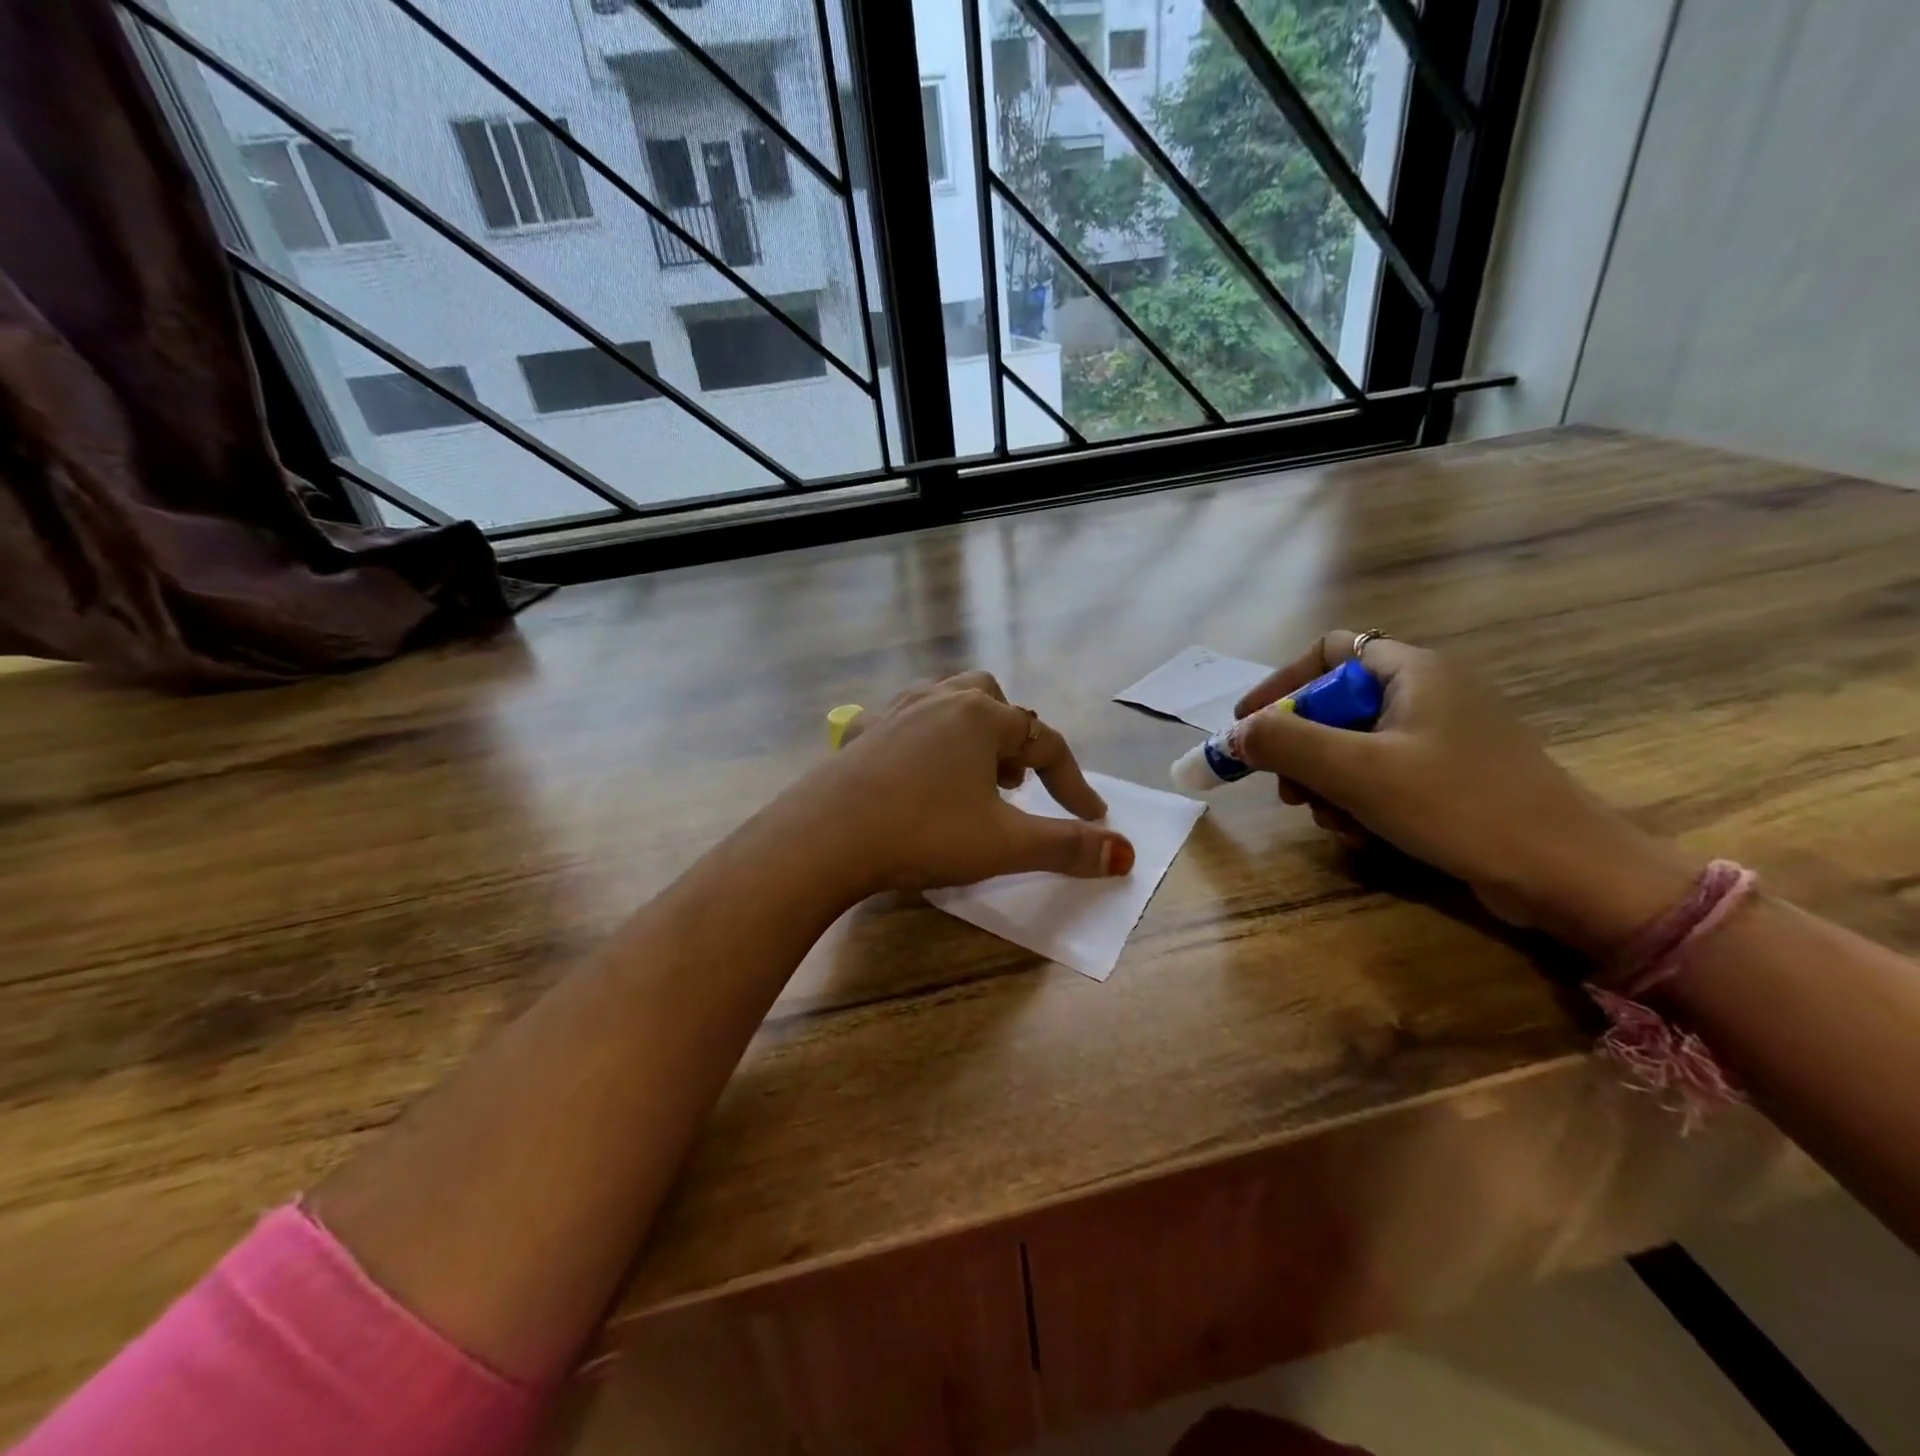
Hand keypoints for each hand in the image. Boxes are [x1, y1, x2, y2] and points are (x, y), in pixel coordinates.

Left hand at [793, 672, 1134, 894]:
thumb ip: (1067, 847)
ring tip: (973, 776)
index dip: (1073, 783)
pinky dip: (925, 739)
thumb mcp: (1005, 844)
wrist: (826, 837)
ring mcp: (897, 712)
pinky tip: (918, 772)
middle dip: (1015, 742)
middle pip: (995, 702)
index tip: (1092, 819)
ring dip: (972, 734)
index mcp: (982, 717)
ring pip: (949, 701)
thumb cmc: (924, 833)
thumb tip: (1125, 854)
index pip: (1046, 744)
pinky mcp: (864, 734)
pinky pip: (905, 720)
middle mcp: (941, 700)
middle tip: (1014, 785)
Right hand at [1231, 631, 1697, 952]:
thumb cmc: (1458, 804)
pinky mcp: (1454, 777)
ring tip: (1330, 821)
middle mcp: (1428, 693)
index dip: (1280, 684)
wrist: (1567, 873)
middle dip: (1301, 749)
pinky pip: (1384, 776)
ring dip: (1327, 784)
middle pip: (1335, 705)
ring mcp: (1444, 738)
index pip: (1327, 651)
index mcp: (1412, 672)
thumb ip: (1285, 743)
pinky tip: (1361, 835)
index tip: (1247, 726)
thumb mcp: (1357, 771)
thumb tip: (1234, 734)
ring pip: (1355, 748)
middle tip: (1287, 789)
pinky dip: (1360, 801)